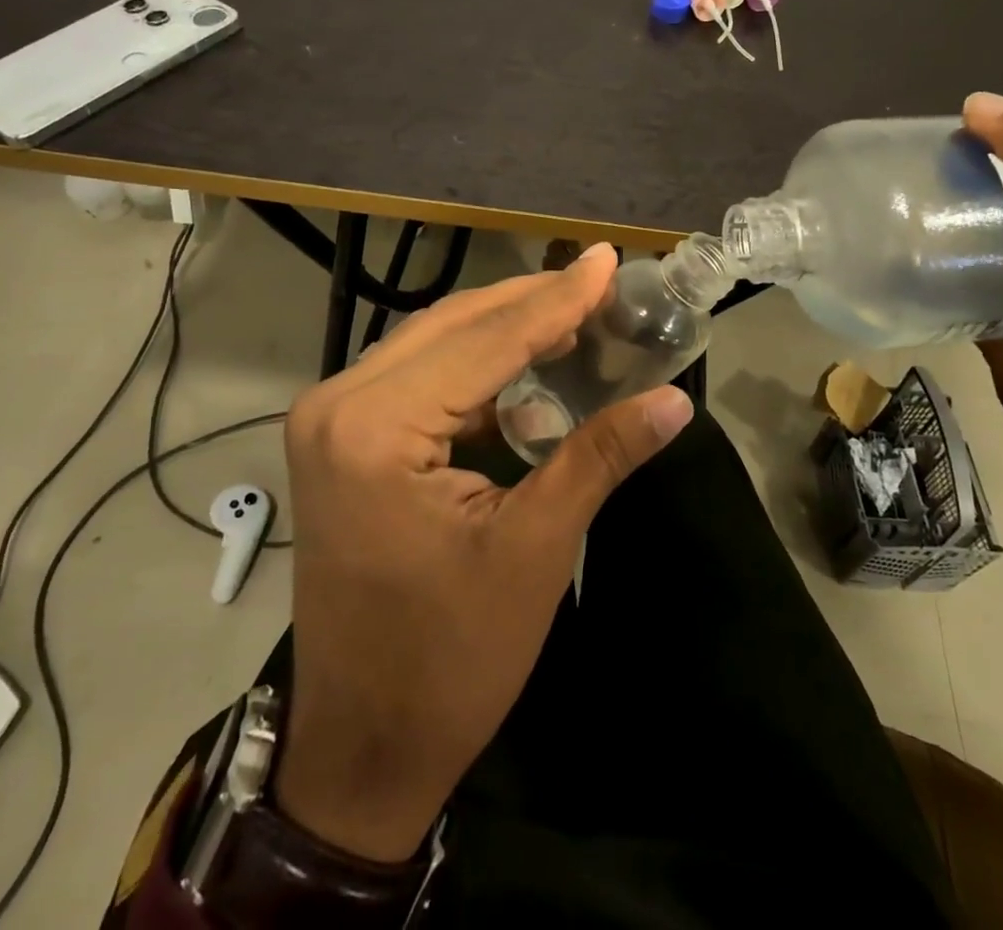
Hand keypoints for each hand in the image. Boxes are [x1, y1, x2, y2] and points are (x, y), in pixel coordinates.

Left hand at [271, 244, 694, 860]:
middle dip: (529, 303)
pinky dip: (472, 364)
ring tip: (572, 312)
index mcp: (374, 428)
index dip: (557, 300)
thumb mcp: (535, 550)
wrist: (362, 742)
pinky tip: (522, 362)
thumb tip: (673, 401)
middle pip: (451, 326)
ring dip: (501, 328)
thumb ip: (599, 456)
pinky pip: (415, 375)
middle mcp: (337, 402)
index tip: (606, 259)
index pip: (485, 342)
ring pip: (431, 343)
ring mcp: (329, 417)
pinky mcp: (339, 437)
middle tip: (597, 279)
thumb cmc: (449, 659)